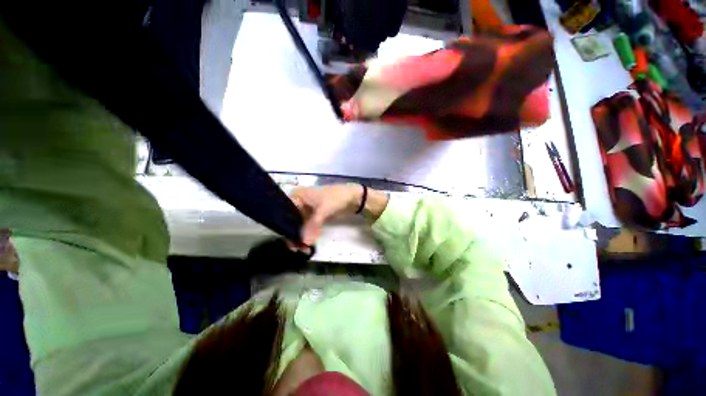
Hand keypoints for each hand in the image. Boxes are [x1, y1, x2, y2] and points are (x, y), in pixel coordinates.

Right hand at [289, 185, 361, 245]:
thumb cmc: (336, 198)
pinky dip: (307, 235)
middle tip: (295, 248)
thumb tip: (304, 243)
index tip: (287, 239)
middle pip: (291, 220)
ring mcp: (307, 209)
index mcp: (298, 195)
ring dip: (300, 236)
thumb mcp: (323, 210)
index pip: (285, 212)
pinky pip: (307, 227)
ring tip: (301, 249)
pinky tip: (306, 244)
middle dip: (293, 234)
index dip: (285, 226)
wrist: (354, 198)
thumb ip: (312, 226)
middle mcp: (299, 202)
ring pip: (299, 225)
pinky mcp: (315, 216)